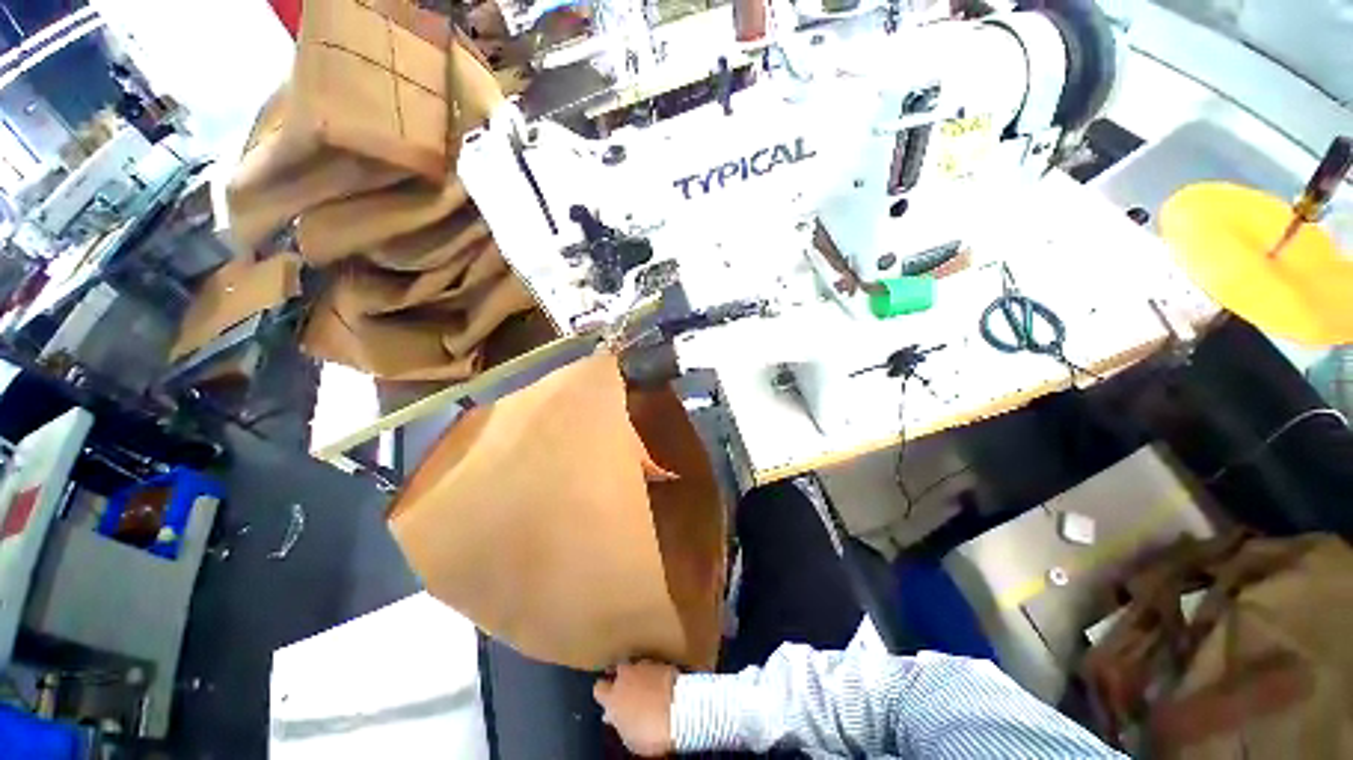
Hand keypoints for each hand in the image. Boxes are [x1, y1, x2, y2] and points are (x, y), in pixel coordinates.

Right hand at [593, 661, 677, 756]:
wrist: (678, 708)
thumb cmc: (650, 731)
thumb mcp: (629, 738)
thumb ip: (619, 723)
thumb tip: (613, 717)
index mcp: (612, 697)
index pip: (599, 689)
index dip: (603, 694)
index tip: (608, 702)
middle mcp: (625, 676)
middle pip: (617, 671)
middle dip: (621, 678)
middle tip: (626, 691)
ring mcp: (643, 666)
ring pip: (635, 666)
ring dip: (637, 675)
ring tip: (644, 687)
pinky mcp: (660, 661)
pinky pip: (651, 666)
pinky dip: (652, 673)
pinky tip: (657, 683)